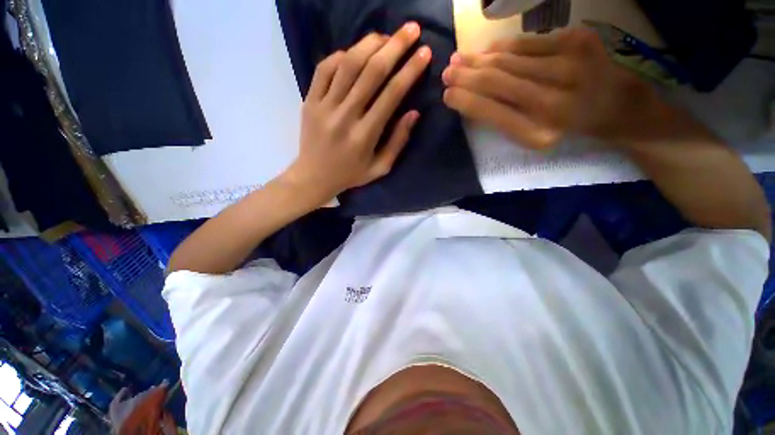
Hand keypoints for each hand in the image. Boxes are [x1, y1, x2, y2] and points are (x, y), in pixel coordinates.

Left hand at [284, 23, 431, 201]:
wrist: (314, 176)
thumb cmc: (350, 175)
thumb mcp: (380, 167)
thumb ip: (397, 142)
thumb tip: (413, 113)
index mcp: (365, 135)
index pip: (392, 95)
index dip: (410, 71)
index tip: (425, 53)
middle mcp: (345, 116)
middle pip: (372, 72)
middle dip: (395, 46)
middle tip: (411, 29)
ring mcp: (324, 106)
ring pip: (348, 64)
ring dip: (369, 44)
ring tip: (385, 37)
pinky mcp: (309, 101)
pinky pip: (324, 69)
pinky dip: (341, 56)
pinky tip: (354, 53)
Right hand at [442, 27, 659, 148]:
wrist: (618, 105)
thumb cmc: (568, 129)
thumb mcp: (533, 138)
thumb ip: (503, 121)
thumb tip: (471, 99)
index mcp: (539, 132)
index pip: (491, 113)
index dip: (465, 101)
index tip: (446, 95)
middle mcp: (553, 101)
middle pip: (497, 82)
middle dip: (466, 76)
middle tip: (447, 72)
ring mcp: (569, 67)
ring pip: (509, 59)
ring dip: (479, 59)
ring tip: (460, 58)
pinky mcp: (578, 41)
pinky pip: (528, 42)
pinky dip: (505, 45)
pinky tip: (489, 49)